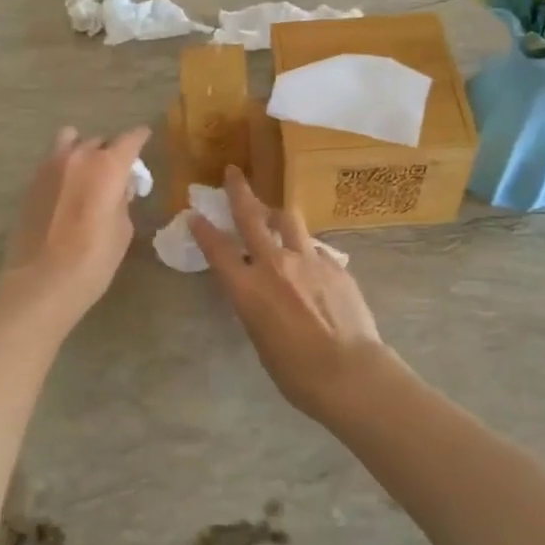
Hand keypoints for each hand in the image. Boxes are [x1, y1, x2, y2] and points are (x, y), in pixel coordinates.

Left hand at [0, 125, 150, 328]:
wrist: (41, 283)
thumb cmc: (93, 260)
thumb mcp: (122, 231)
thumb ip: (122, 201)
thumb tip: (119, 189)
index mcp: (107, 166)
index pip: (130, 139)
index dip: (140, 137)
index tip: (145, 138)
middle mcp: (77, 157)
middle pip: (99, 141)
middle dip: (111, 152)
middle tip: (117, 172)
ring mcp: (49, 167)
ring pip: (69, 142)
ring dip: (82, 151)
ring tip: (87, 172)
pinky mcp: (31, 183)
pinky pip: (52, 162)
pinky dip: (64, 167)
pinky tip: (68, 190)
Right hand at [191, 167, 395, 420]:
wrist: (349, 371)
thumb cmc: (296, 372)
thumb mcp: (261, 339)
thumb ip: (256, 306)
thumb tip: (260, 293)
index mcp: (247, 289)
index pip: (218, 250)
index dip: (203, 230)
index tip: (195, 214)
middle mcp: (274, 264)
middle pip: (251, 217)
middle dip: (239, 191)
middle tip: (233, 172)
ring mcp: (307, 259)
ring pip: (288, 220)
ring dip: (277, 214)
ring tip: (275, 215)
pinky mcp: (333, 264)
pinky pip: (314, 246)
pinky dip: (305, 248)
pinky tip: (310, 261)